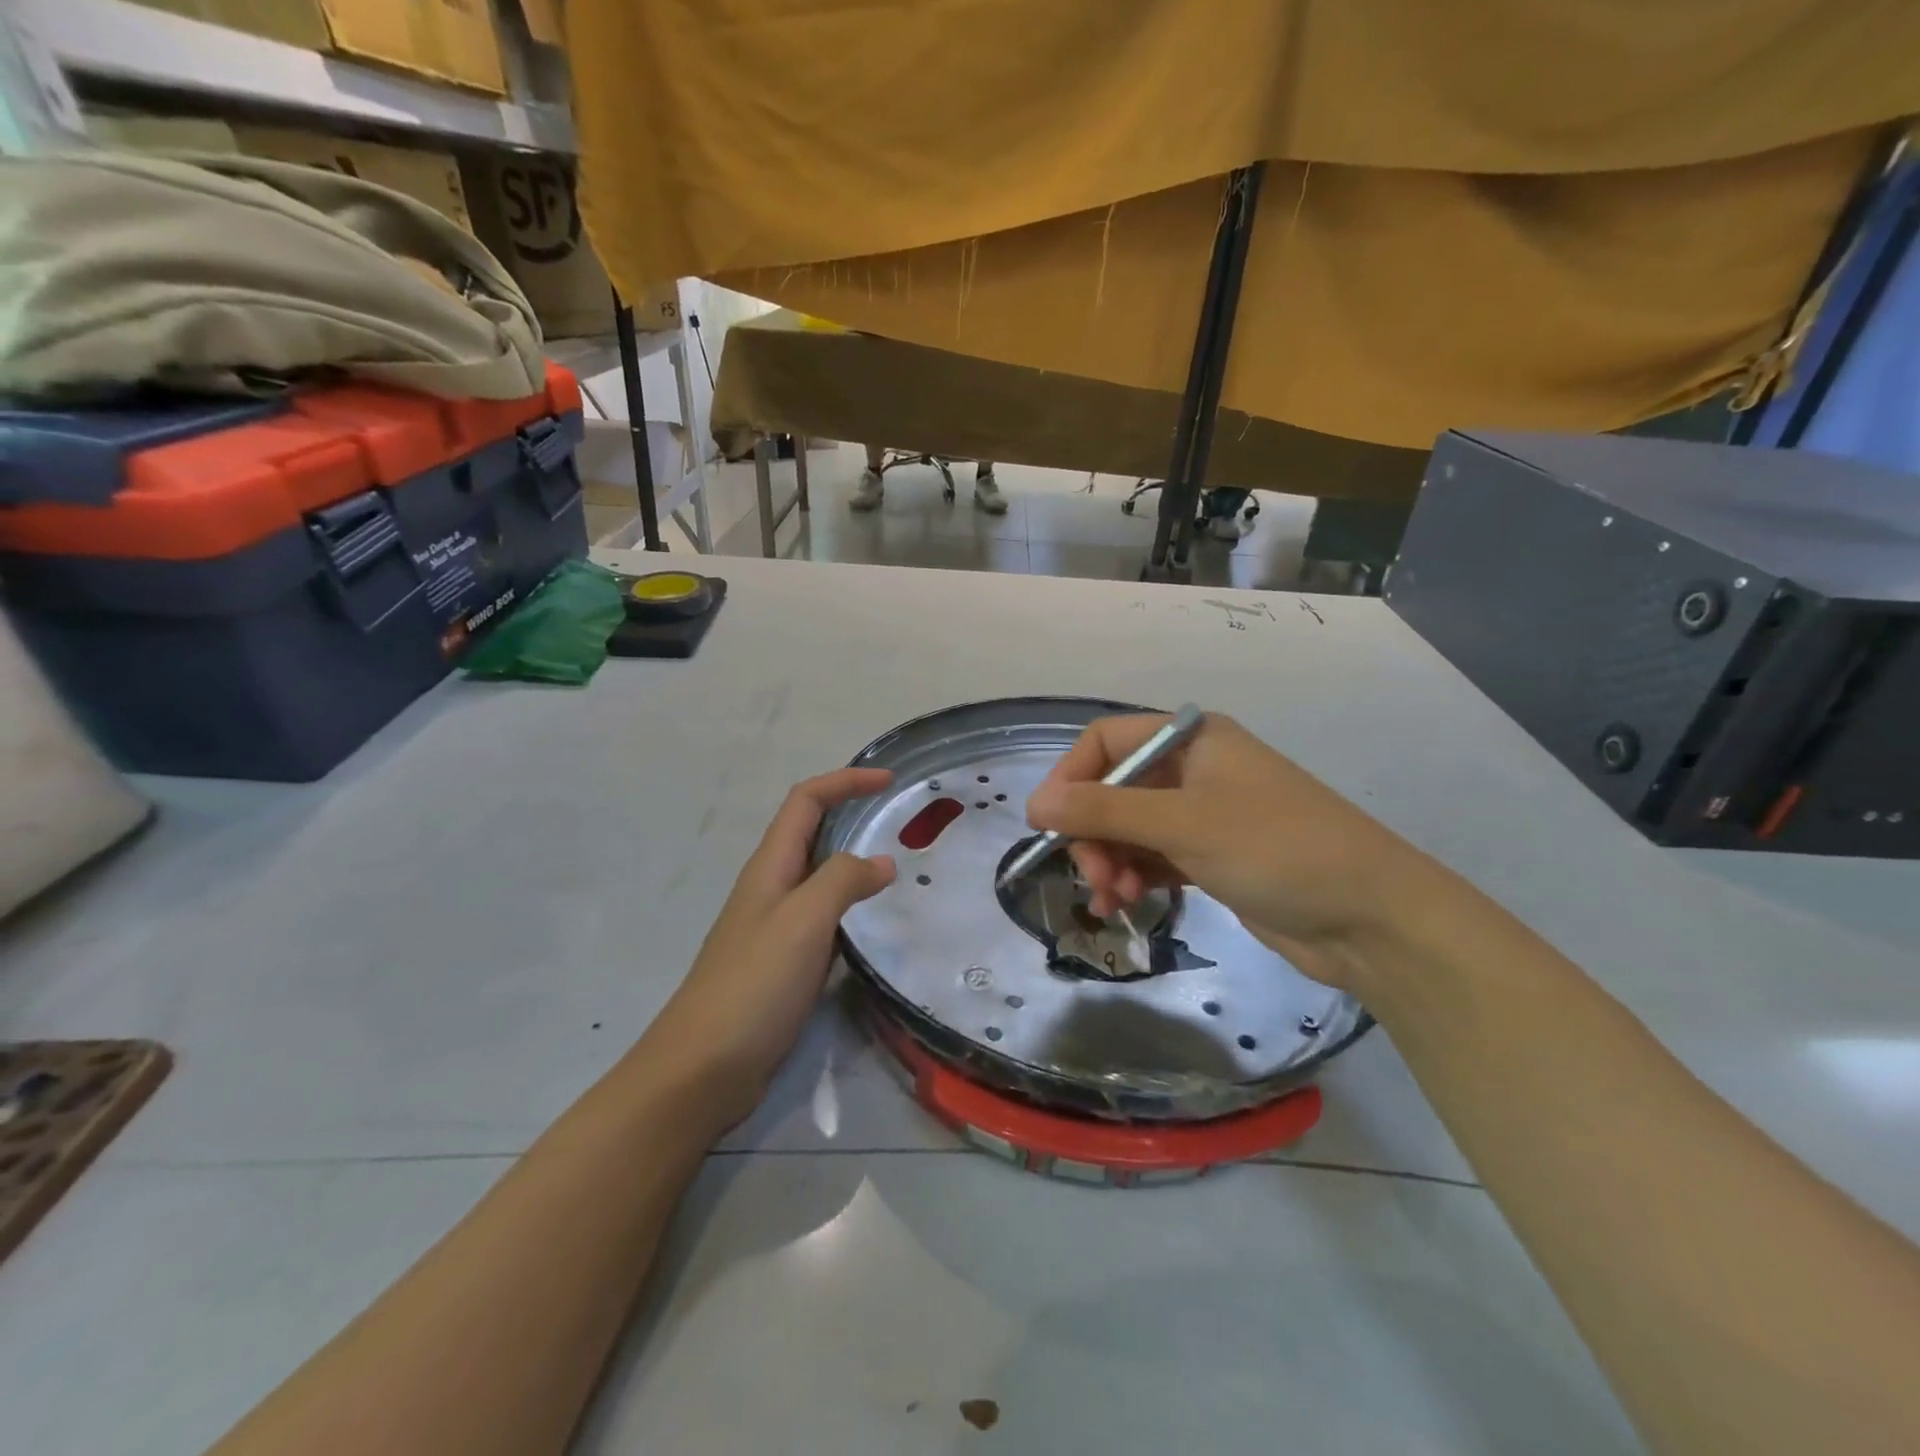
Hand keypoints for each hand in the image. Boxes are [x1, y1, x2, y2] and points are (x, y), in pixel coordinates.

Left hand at [638, 767, 895, 1127]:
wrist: (703, 1069)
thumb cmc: (752, 985)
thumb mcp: (803, 922)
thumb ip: (842, 882)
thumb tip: (882, 862)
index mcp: (769, 867)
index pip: (806, 801)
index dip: (845, 782)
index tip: (888, 781)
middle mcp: (770, 888)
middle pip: (810, 832)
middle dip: (850, 813)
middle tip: (899, 821)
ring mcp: (775, 927)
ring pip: (818, 876)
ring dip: (853, 860)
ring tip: (897, 867)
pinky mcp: (783, 963)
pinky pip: (823, 917)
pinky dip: (850, 905)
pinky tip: (872, 923)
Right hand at [1024, 713, 1434, 990]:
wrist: (1371, 919)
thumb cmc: (1276, 849)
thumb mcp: (1183, 824)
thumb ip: (1104, 810)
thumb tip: (1033, 804)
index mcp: (1191, 739)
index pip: (1105, 741)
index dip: (1070, 778)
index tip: (1046, 824)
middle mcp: (1193, 769)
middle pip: (1113, 789)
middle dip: (1093, 832)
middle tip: (1094, 876)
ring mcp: (1203, 814)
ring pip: (1129, 828)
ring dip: (1110, 861)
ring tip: (1113, 899)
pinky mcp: (1211, 856)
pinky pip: (1152, 857)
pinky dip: (1134, 877)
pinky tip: (1128, 904)